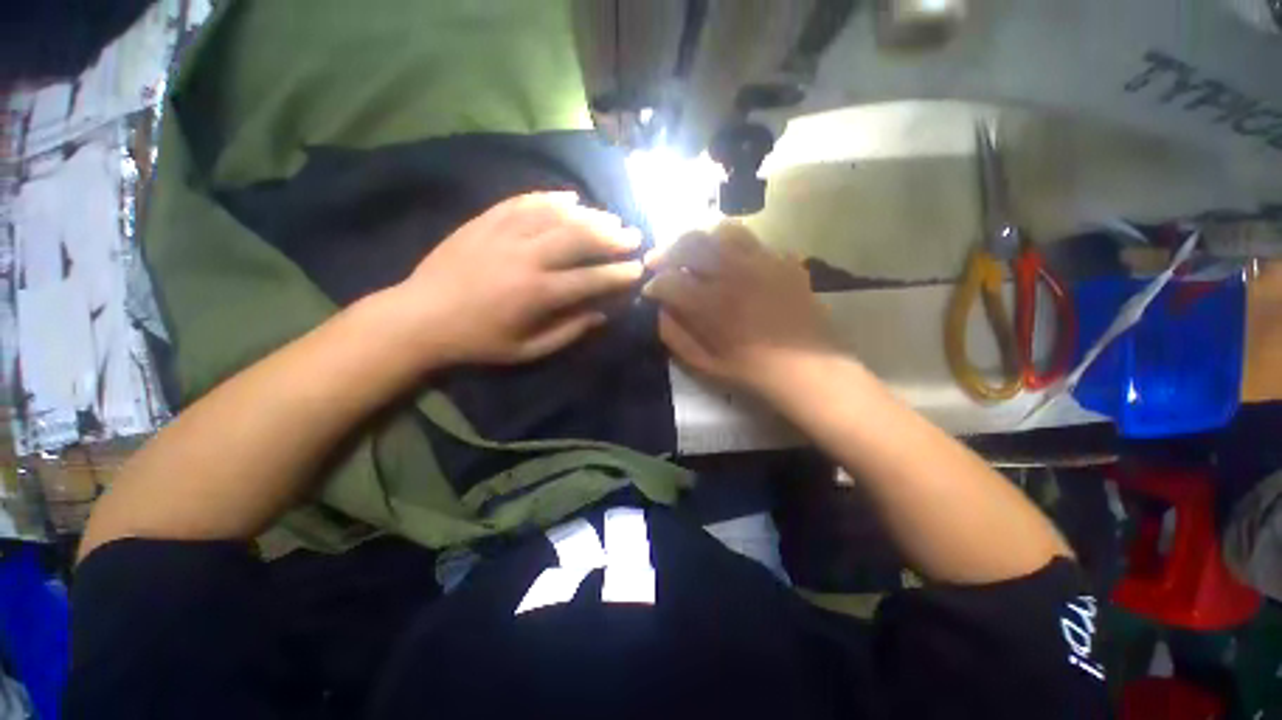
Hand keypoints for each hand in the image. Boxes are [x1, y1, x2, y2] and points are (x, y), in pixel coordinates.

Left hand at [391, 192, 644, 367]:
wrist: (420, 317)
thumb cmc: (478, 341)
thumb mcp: (527, 350)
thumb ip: (568, 332)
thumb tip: (601, 314)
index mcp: (537, 293)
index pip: (590, 279)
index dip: (618, 274)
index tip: (638, 269)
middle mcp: (526, 257)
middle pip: (578, 238)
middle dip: (611, 237)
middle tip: (632, 236)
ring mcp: (504, 234)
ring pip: (556, 215)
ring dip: (589, 215)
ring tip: (609, 218)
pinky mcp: (485, 221)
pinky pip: (524, 201)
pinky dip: (551, 198)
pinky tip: (570, 197)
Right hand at [642, 223, 836, 395]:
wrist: (808, 369)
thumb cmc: (752, 372)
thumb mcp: (705, 364)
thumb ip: (675, 335)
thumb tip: (661, 310)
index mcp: (712, 304)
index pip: (669, 280)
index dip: (654, 285)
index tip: (650, 292)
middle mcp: (734, 274)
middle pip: (691, 243)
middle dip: (667, 251)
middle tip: (659, 262)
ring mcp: (763, 263)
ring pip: (723, 231)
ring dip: (701, 240)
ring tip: (695, 254)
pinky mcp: (784, 262)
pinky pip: (754, 243)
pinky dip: (734, 249)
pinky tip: (732, 265)